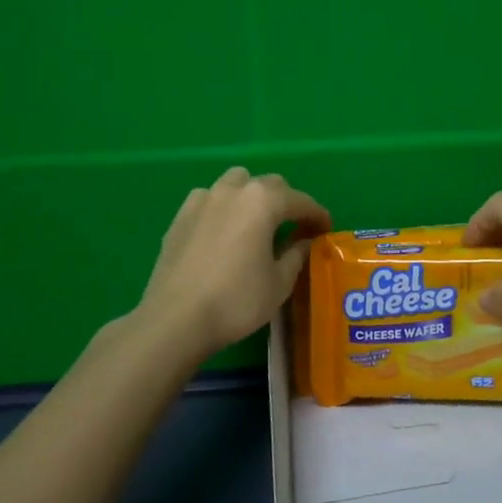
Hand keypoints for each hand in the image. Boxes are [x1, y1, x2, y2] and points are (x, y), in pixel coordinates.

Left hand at [133, 167, 329, 360]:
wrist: (176, 319)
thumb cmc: (237, 300)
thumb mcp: (279, 283)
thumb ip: (296, 254)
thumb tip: (304, 241)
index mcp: (263, 202)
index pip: (300, 201)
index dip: (317, 215)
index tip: (326, 229)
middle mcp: (234, 191)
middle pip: (269, 185)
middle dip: (287, 202)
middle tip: (295, 228)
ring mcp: (203, 200)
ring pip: (236, 183)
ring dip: (253, 196)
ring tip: (257, 223)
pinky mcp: (180, 215)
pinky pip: (210, 198)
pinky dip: (224, 206)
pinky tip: (224, 230)